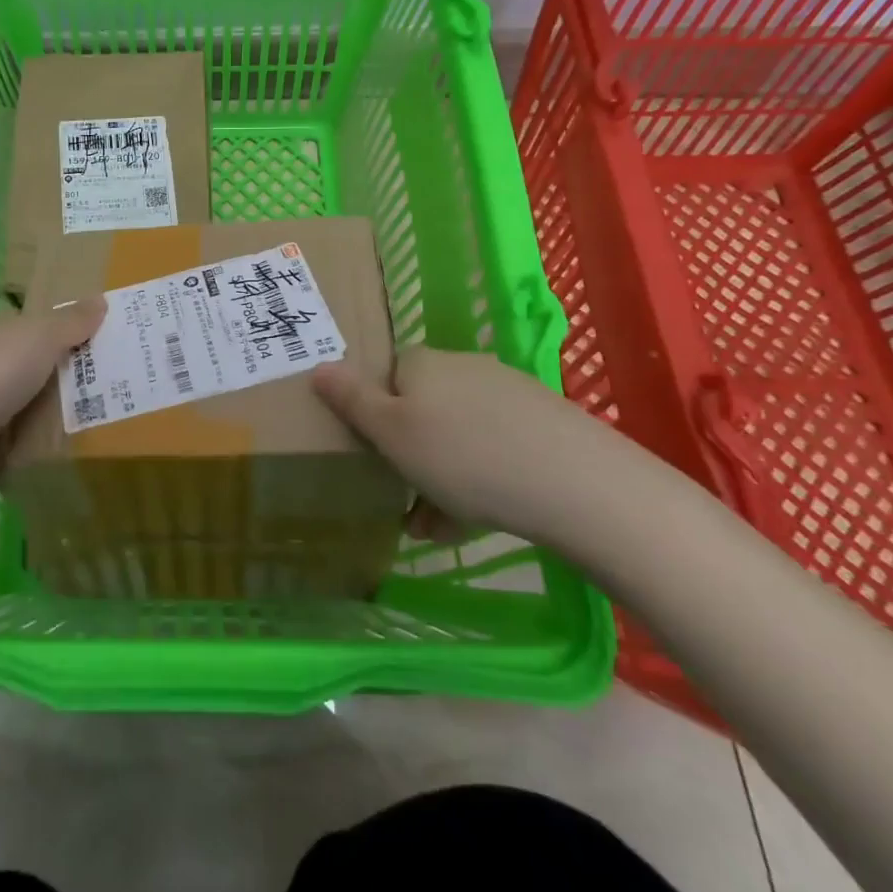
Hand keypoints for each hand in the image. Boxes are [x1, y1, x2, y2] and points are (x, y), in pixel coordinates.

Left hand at [0, 298, 105, 498]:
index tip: (115, 342)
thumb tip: (100, 300)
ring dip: (65, 412)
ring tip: (112, 419)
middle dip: (78, 375)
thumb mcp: (41, 336)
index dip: (77, 332)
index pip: (45, 328)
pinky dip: (47, 443)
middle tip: (125, 383)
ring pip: (38, 405)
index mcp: (5, 334)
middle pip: (46, 367)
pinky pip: (29, 439)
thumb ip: (71, 322)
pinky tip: (76, 447)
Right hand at [313, 346, 642, 544]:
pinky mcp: (540, 424)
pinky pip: (492, 449)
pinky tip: (475, 520)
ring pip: (456, 435)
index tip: (373, 459)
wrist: (574, 483)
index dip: (374, 417)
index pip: (385, 377)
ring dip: (439, 477)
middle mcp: (463, 367)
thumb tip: (318, 366)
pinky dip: (477, 480)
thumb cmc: (463, 456)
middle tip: (402, 502)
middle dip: (407, 455)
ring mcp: (506, 394)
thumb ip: (351, 400)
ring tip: (436, 528)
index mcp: (422, 363)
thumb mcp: (392, 433)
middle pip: (420, 409)